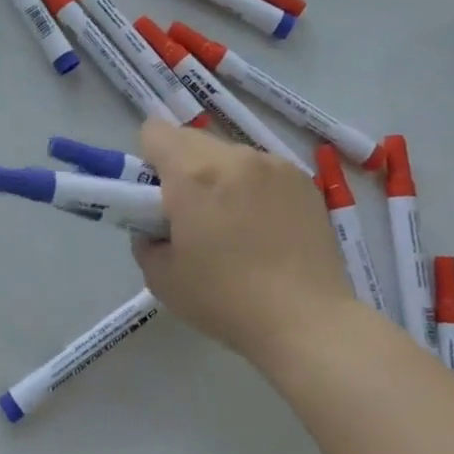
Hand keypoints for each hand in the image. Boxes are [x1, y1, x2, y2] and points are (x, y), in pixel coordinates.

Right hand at [132, 119, 356, 363]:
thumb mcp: (160, 277)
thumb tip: (156, 228)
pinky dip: (253, 188)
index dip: (148, 160)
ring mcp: (274, 166)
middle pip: (191, 140)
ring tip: (234, 225)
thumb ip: (146, 239)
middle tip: (191, 214)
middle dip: (182, 168)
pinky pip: (262, 170)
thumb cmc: (225, 300)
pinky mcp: (304, 181)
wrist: (306, 321)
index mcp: (193, 174)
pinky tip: (266, 229)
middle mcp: (234, 157)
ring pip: (229, 155)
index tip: (155, 195)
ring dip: (220, 176)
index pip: (155, 131)